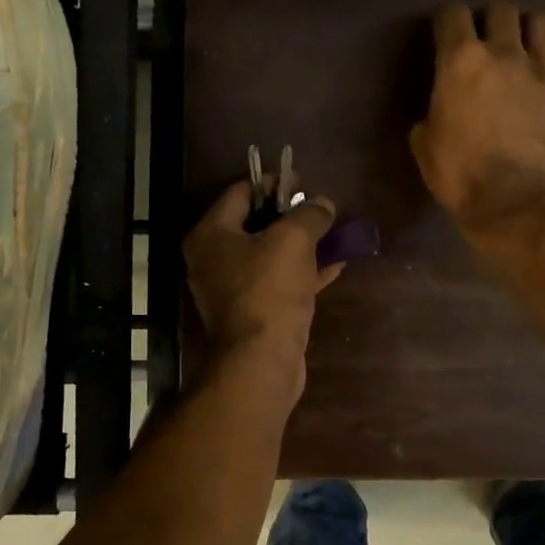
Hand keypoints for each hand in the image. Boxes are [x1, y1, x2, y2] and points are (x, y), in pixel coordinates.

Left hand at [186, 181, 344, 370]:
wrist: (262, 361)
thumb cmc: (270, 289)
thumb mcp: (294, 239)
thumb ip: (310, 214)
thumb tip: (323, 204)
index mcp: (210, 234)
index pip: (241, 192)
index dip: (274, 183)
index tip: (304, 183)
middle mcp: (212, 259)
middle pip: (254, 223)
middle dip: (290, 215)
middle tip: (320, 210)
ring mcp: (230, 289)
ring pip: (269, 254)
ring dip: (301, 244)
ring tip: (333, 235)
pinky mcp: (250, 312)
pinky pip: (276, 281)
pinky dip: (301, 272)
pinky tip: (334, 265)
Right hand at [410, 1, 544, 235]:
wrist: (513, 201)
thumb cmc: (459, 174)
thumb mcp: (424, 144)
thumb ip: (430, 114)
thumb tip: (437, 113)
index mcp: (461, 61)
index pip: (452, 14)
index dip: (447, 21)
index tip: (445, 35)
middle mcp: (504, 54)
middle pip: (501, 8)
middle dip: (491, 19)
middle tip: (486, 41)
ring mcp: (542, 71)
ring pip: (544, 22)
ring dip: (531, 29)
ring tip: (524, 47)